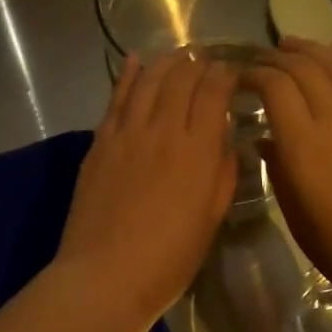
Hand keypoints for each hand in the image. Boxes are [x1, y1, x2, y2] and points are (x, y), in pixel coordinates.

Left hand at [55, 52, 239, 327]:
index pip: (214, 92)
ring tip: (177, 56)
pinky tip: (135, 60)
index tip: (232, 72)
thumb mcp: (210, 219)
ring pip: (149, 81)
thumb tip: (225, 140)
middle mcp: (163, 130)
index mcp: (197, 150)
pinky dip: (128, 75)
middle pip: (182, 78)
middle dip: (198, 64)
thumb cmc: (168, 259)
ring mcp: (127, 133)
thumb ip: (221, 174)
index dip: (225, 75)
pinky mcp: (100, 142)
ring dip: (166, 63)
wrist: (105, 276)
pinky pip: (116, 98)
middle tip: (206, 62)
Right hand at [246, 38, 331, 321]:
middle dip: (274, 57)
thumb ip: (279, 174)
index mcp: (304, 147)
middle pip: (303, 68)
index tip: (235, 77)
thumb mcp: (300, 220)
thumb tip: (265, 142)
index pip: (274, 87)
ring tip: (289, 43)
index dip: (251, 74)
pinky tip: (331, 56)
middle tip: (255, 60)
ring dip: (308, 50)